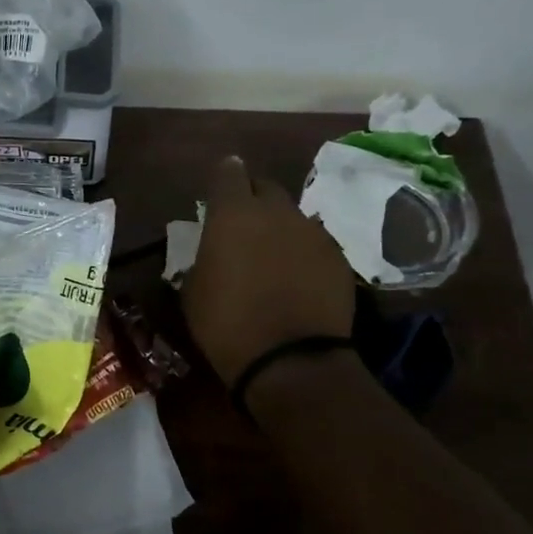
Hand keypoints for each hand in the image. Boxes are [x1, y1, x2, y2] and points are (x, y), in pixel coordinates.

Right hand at [182, 155, 356, 383]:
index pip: (228, 173)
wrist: (291, 359)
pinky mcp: (339, 258)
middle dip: (252, 198)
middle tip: (242, 223)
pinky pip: (315, 243)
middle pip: (265, 187)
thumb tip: (211, 250)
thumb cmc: (226, 324)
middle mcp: (277, 212)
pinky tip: (295, 278)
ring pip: (292, 216)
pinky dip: (302, 252)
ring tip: (271, 255)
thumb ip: (203, 258)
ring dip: (279, 227)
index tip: (218, 188)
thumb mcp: (193, 291)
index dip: (223, 177)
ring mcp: (313, 233)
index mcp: (233, 214)